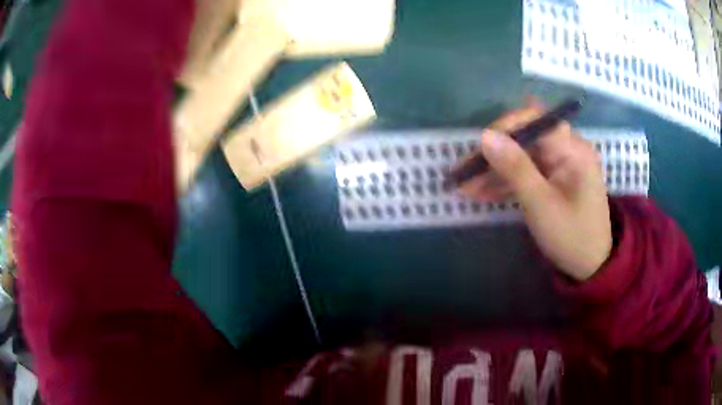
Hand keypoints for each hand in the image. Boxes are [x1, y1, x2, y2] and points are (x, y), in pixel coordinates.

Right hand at [459, 99, 611, 280]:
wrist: (590, 266)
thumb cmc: (571, 237)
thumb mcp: (541, 204)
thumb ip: (515, 168)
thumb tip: (485, 135)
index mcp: (572, 148)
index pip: (533, 120)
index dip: (503, 129)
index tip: (478, 149)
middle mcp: (567, 148)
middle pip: (524, 138)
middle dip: (494, 154)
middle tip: (464, 172)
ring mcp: (560, 164)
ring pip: (521, 157)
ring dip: (495, 171)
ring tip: (465, 187)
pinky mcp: (554, 178)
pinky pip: (527, 172)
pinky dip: (507, 182)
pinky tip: (482, 193)